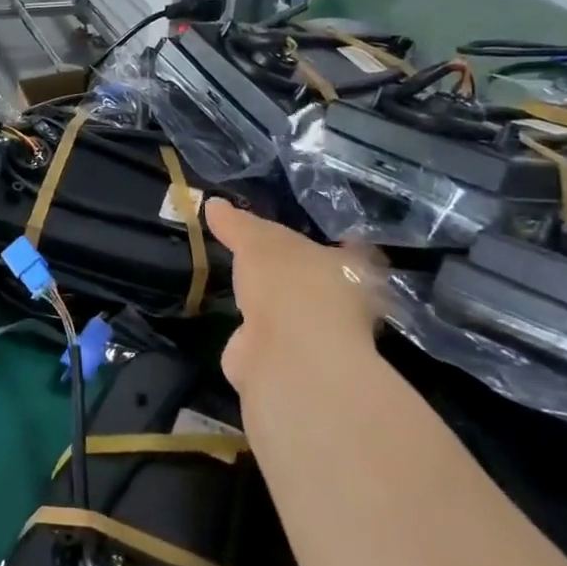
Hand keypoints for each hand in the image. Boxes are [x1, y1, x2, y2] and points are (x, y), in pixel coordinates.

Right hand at [204, 200, 381, 390]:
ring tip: (247, 283)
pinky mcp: (291, 362)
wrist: (286, 355)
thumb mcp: (258, 240)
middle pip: (322, 280)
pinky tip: (238, 318)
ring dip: (276, 302)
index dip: (333, 237)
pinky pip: (271, 336)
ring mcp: (320, 337)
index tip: (313, 228)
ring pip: (296, 310)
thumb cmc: (289, 284)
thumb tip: (213, 204)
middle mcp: (346, 304)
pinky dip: (255, 330)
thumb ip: (238, 224)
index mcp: (353, 269)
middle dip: (297, 271)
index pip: (349, 247)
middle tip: (267, 253)